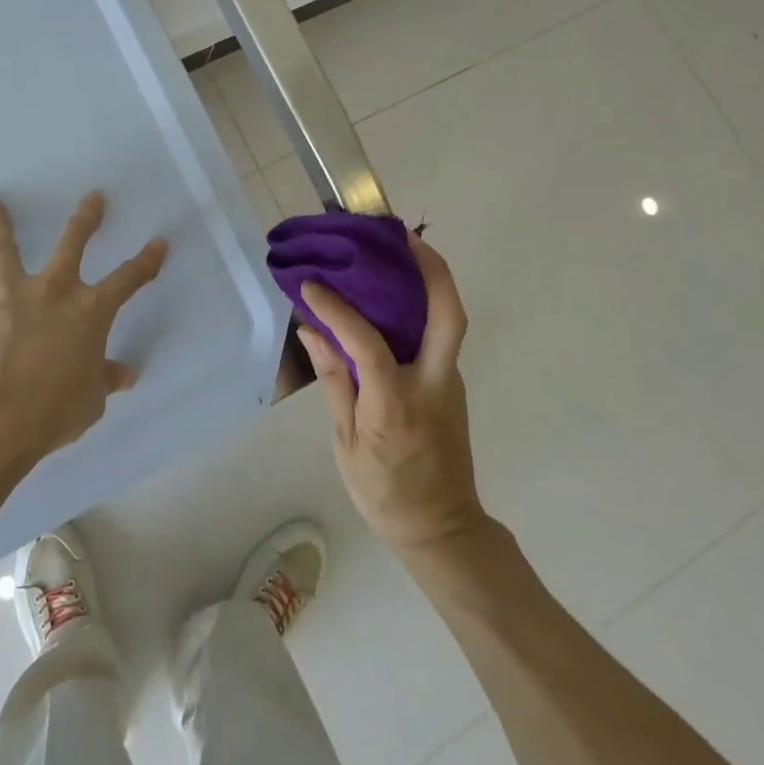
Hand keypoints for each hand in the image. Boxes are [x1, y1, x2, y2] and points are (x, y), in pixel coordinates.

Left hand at [0, 192, 166, 475]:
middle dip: (86, 218)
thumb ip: (106, 379)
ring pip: (6, 252)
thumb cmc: (54, 411)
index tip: (159, 243)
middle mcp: (53, 292)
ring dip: (0, 226)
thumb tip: (124, 374)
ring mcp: (13, 299)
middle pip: (72, 243)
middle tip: (93, 196)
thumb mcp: (91, 400)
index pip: (128, 279)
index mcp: (90, 311)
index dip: (146, 262)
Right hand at [299, 235, 486, 555]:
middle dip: (431, 268)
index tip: (312, 284)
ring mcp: (450, 381)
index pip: (368, 342)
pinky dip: (422, 305)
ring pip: (449, 319)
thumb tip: (313, 330)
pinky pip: (439, 334)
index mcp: (396, 404)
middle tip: (401, 236)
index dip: (337, 309)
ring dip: (430, 279)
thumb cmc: (384, 491)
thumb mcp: (346, 443)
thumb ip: (335, 381)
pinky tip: (394, 295)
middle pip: (448, 314)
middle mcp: (433, 383)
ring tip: (397, 250)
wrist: (442, 528)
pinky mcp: (452, 383)